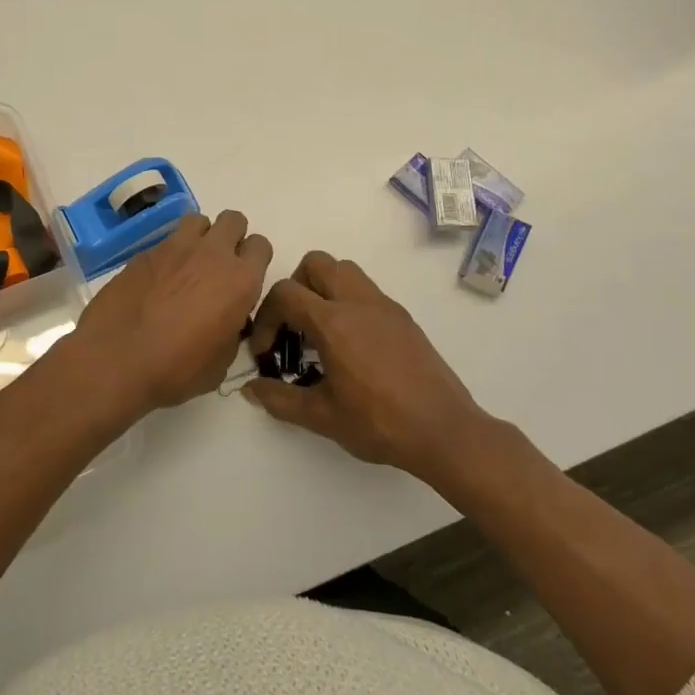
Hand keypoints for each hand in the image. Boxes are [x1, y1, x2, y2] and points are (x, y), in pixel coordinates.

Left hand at [70, 211, 273, 410]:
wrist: (116, 360)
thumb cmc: (176, 370)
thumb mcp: (221, 362)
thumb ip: (231, 330)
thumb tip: (226, 321)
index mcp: (239, 281)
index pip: (261, 246)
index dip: (254, 260)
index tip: (243, 280)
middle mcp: (211, 255)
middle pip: (233, 220)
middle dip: (231, 237)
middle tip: (219, 266)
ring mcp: (174, 248)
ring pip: (198, 221)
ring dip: (200, 238)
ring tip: (189, 266)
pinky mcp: (144, 253)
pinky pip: (166, 241)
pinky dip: (169, 255)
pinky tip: (158, 281)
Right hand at [245, 251, 498, 486]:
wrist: (444, 431)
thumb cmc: (379, 423)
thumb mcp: (322, 417)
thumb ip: (280, 399)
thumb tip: (251, 390)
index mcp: (333, 322)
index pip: (285, 294)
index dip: (266, 319)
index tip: (266, 352)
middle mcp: (358, 302)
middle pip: (315, 264)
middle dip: (295, 288)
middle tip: (293, 327)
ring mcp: (384, 306)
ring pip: (344, 270)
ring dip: (323, 289)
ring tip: (320, 332)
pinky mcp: (403, 317)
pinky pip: (366, 291)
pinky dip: (348, 303)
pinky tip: (351, 346)